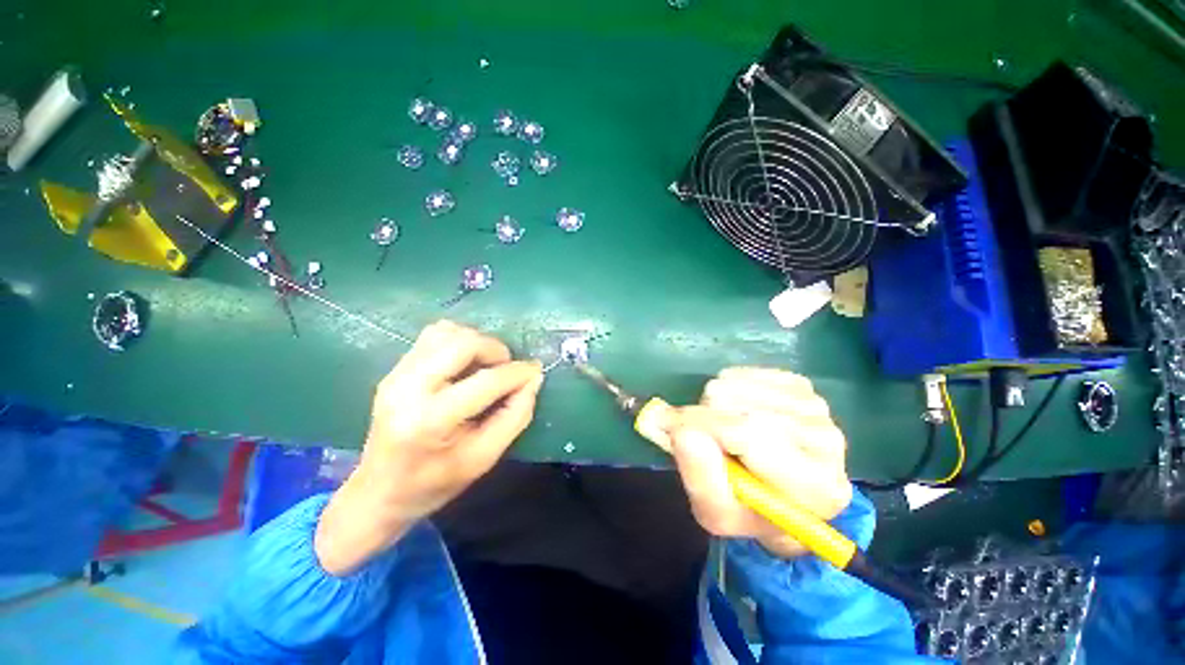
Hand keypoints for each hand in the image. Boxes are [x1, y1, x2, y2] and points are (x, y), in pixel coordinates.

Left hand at [316, 320, 543, 574]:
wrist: (378, 492)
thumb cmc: (435, 482)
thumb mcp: (484, 458)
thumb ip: (515, 416)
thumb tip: (533, 380)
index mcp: (430, 421)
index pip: (486, 381)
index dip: (518, 373)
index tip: (535, 371)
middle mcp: (408, 389)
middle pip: (463, 342)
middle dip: (495, 349)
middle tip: (506, 368)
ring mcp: (396, 375)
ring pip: (446, 332)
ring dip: (476, 342)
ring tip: (485, 365)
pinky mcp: (394, 370)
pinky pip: (433, 336)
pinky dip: (458, 342)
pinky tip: (465, 364)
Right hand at [668, 367, 850, 558]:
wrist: (782, 496)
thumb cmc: (748, 510)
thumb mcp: (716, 512)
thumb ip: (700, 477)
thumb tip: (683, 430)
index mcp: (816, 488)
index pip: (749, 434)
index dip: (701, 424)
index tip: (664, 421)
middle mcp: (827, 442)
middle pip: (742, 405)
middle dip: (707, 418)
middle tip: (705, 439)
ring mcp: (816, 407)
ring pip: (738, 385)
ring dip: (716, 405)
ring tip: (724, 430)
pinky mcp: (802, 385)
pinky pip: (744, 373)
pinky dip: (728, 389)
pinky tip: (737, 411)